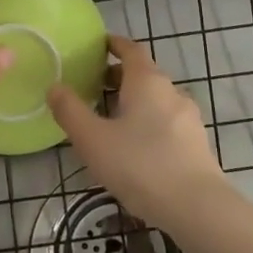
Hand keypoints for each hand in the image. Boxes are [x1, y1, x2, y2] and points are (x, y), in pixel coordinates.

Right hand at [47, 34, 228, 226]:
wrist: (197, 207)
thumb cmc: (139, 165)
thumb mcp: (93, 140)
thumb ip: (70, 111)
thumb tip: (55, 87)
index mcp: (147, 81)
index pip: (131, 49)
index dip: (114, 44)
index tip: (98, 45)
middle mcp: (172, 91)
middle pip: (144, 74)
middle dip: (119, 76)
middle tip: (94, 86)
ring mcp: (189, 118)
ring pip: (157, 100)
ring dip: (135, 102)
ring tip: (111, 120)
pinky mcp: (197, 143)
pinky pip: (167, 122)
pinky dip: (149, 123)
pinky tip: (136, 148)